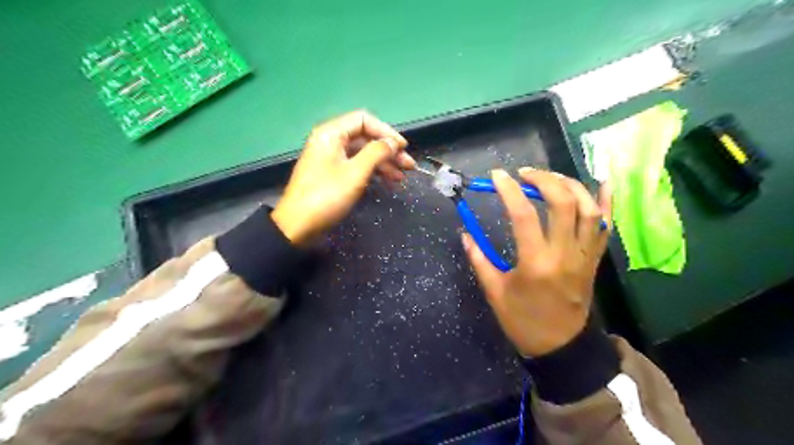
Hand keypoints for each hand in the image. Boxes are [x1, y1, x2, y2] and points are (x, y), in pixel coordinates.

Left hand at [274, 109, 415, 242]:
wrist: (298, 226)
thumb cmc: (327, 196)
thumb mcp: (355, 173)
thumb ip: (377, 153)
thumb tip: (393, 143)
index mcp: (331, 134)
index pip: (364, 120)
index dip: (386, 132)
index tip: (403, 147)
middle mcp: (330, 141)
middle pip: (365, 138)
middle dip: (388, 150)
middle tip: (409, 166)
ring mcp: (331, 158)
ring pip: (363, 153)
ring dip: (384, 163)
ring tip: (402, 177)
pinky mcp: (332, 174)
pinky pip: (356, 166)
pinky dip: (372, 172)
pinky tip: (387, 181)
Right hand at [459, 167, 611, 357]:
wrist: (561, 346)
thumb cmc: (523, 320)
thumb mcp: (495, 292)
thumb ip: (479, 260)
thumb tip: (465, 234)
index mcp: (536, 263)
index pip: (524, 215)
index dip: (509, 190)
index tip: (497, 176)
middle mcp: (565, 254)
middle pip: (563, 203)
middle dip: (543, 179)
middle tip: (524, 174)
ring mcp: (584, 256)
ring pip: (589, 209)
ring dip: (570, 185)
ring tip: (549, 178)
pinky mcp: (594, 259)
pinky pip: (606, 227)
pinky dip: (606, 202)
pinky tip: (602, 183)